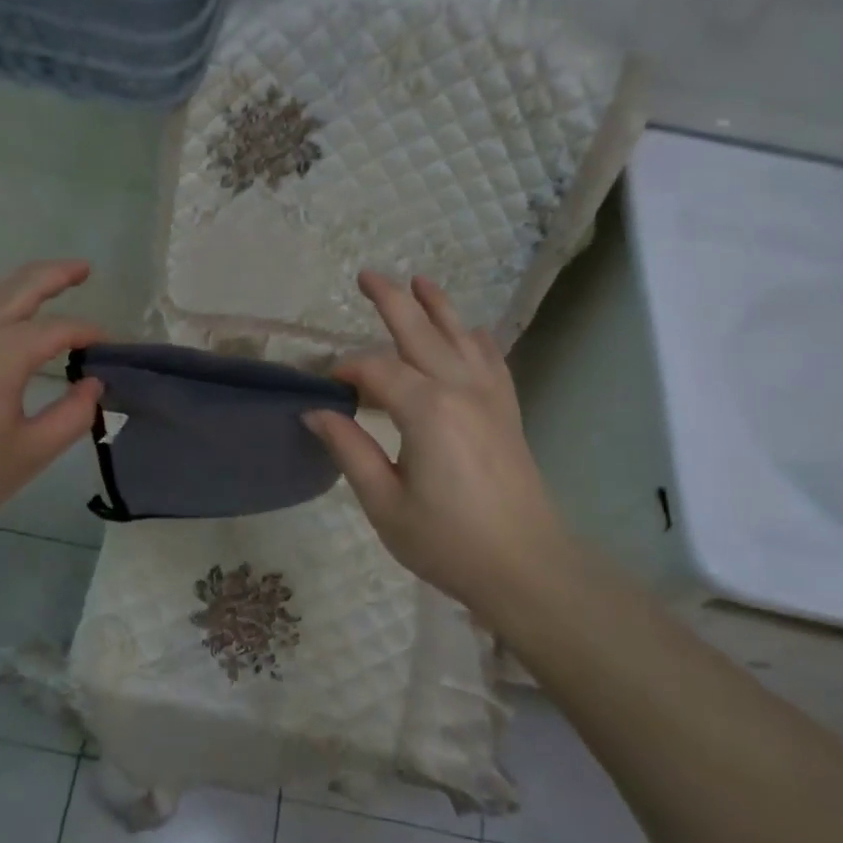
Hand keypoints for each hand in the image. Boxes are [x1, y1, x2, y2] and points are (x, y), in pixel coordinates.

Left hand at [0, 259, 104, 535]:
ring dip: (25, 280)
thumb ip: (71, 417)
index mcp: (5, 351)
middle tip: (85, 268)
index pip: (60, 329)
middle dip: (57, 273)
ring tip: (51, 281)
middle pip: (23, 285)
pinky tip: (7, 313)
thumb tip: (93, 384)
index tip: (111, 345)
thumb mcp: (28, 452)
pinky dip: (0, 296)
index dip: (89, 333)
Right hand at [303, 272, 575, 619]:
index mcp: (426, 410)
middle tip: (366, 275)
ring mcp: (490, 397)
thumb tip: (316, 412)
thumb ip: (349, 450)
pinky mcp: (507, 412)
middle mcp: (460, 389)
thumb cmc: (448, 541)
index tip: (326, 387)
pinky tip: (471, 331)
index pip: (376, 370)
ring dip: (438, 307)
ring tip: (420, 280)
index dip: (347, 371)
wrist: (526, 568)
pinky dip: (478, 340)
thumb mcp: (385, 503)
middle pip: (420, 332)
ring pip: (461, 337)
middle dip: (391, 300)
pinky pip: (492, 361)